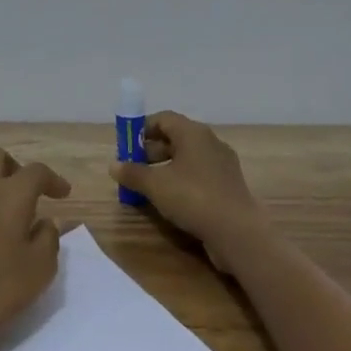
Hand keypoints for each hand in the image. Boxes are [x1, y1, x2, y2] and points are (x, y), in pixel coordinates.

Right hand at [108, 111, 265, 266]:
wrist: (237, 231)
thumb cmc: (192, 197)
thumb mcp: (154, 185)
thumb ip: (132, 173)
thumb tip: (114, 166)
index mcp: (193, 133)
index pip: (163, 118)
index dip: (142, 129)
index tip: (127, 147)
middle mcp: (210, 142)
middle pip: (175, 137)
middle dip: (151, 151)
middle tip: (134, 169)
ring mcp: (222, 164)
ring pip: (187, 157)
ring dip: (165, 167)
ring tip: (148, 187)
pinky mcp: (228, 185)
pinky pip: (199, 174)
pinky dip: (181, 180)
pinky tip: (170, 199)